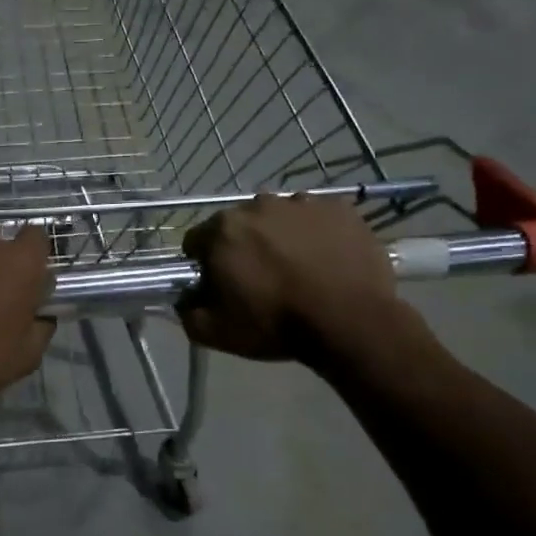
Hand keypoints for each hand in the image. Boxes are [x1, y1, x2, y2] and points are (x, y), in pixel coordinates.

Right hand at [178, 194, 399, 362]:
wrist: (350, 322)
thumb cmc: (276, 324)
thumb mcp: (215, 333)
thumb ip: (187, 312)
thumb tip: (185, 299)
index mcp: (223, 229)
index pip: (197, 240)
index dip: (205, 263)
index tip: (220, 284)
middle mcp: (259, 205)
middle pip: (239, 224)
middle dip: (243, 246)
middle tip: (260, 278)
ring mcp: (303, 203)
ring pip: (279, 218)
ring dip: (280, 236)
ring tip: (297, 268)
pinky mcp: (340, 209)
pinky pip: (318, 217)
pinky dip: (316, 233)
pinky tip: (325, 260)